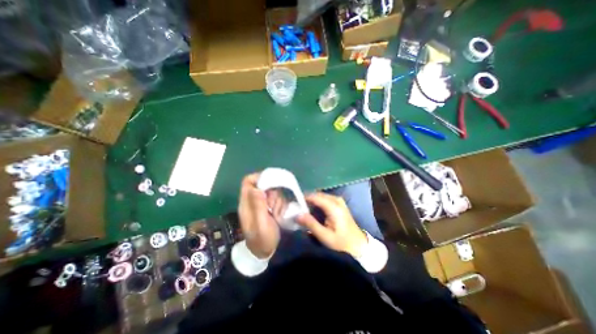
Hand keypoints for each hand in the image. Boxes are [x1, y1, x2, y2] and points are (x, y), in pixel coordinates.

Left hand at [239, 174, 281, 258]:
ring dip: (278, 201)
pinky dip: (281, 205)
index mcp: (246, 204)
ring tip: (277, 214)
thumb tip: (257, 188)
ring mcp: (263, 204)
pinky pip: (278, 199)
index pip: (248, 182)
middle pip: (263, 185)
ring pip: (273, 192)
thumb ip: (258, 207)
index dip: (258, 177)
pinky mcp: (270, 207)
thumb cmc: (261, 240)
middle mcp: (253, 201)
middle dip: (272, 193)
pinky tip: (280, 215)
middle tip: (274, 205)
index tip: (271, 181)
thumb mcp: (260, 224)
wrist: (265, 252)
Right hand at [294, 193, 364, 257]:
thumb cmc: (342, 243)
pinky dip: (318, 202)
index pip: (316, 197)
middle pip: (319, 195)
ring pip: (322, 196)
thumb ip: (311, 224)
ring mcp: (339, 202)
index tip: (293, 202)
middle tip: (297, 205)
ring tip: (303, 207)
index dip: (304, 198)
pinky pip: (326, 199)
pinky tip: (313, 208)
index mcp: (334, 207)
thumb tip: (297, 214)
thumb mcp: (325, 236)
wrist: (358, 246)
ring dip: (312, 200)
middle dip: (308, 198)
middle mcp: (337, 201)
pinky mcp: (340, 205)